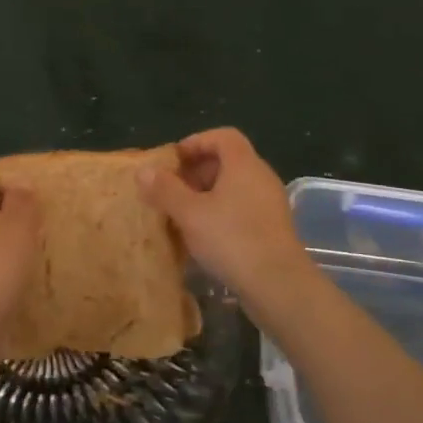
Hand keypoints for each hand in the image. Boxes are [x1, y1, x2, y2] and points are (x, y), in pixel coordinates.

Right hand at [137, 128, 314, 321]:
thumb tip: (143, 170)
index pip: (223, 136)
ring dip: (207, 196)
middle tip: (172, 191)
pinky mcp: (273, 228)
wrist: (279, 285)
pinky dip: (222, 214)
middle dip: (197, 172)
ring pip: (234, 187)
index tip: (174, 161)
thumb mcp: (190, 214)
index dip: (196, 142)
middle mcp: (261, 177)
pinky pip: (243, 208)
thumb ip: (165, 189)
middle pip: (228, 161)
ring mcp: (270, 204)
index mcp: (244, 164)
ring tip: (183, 216)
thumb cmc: (232, 239)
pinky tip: (204, 237)